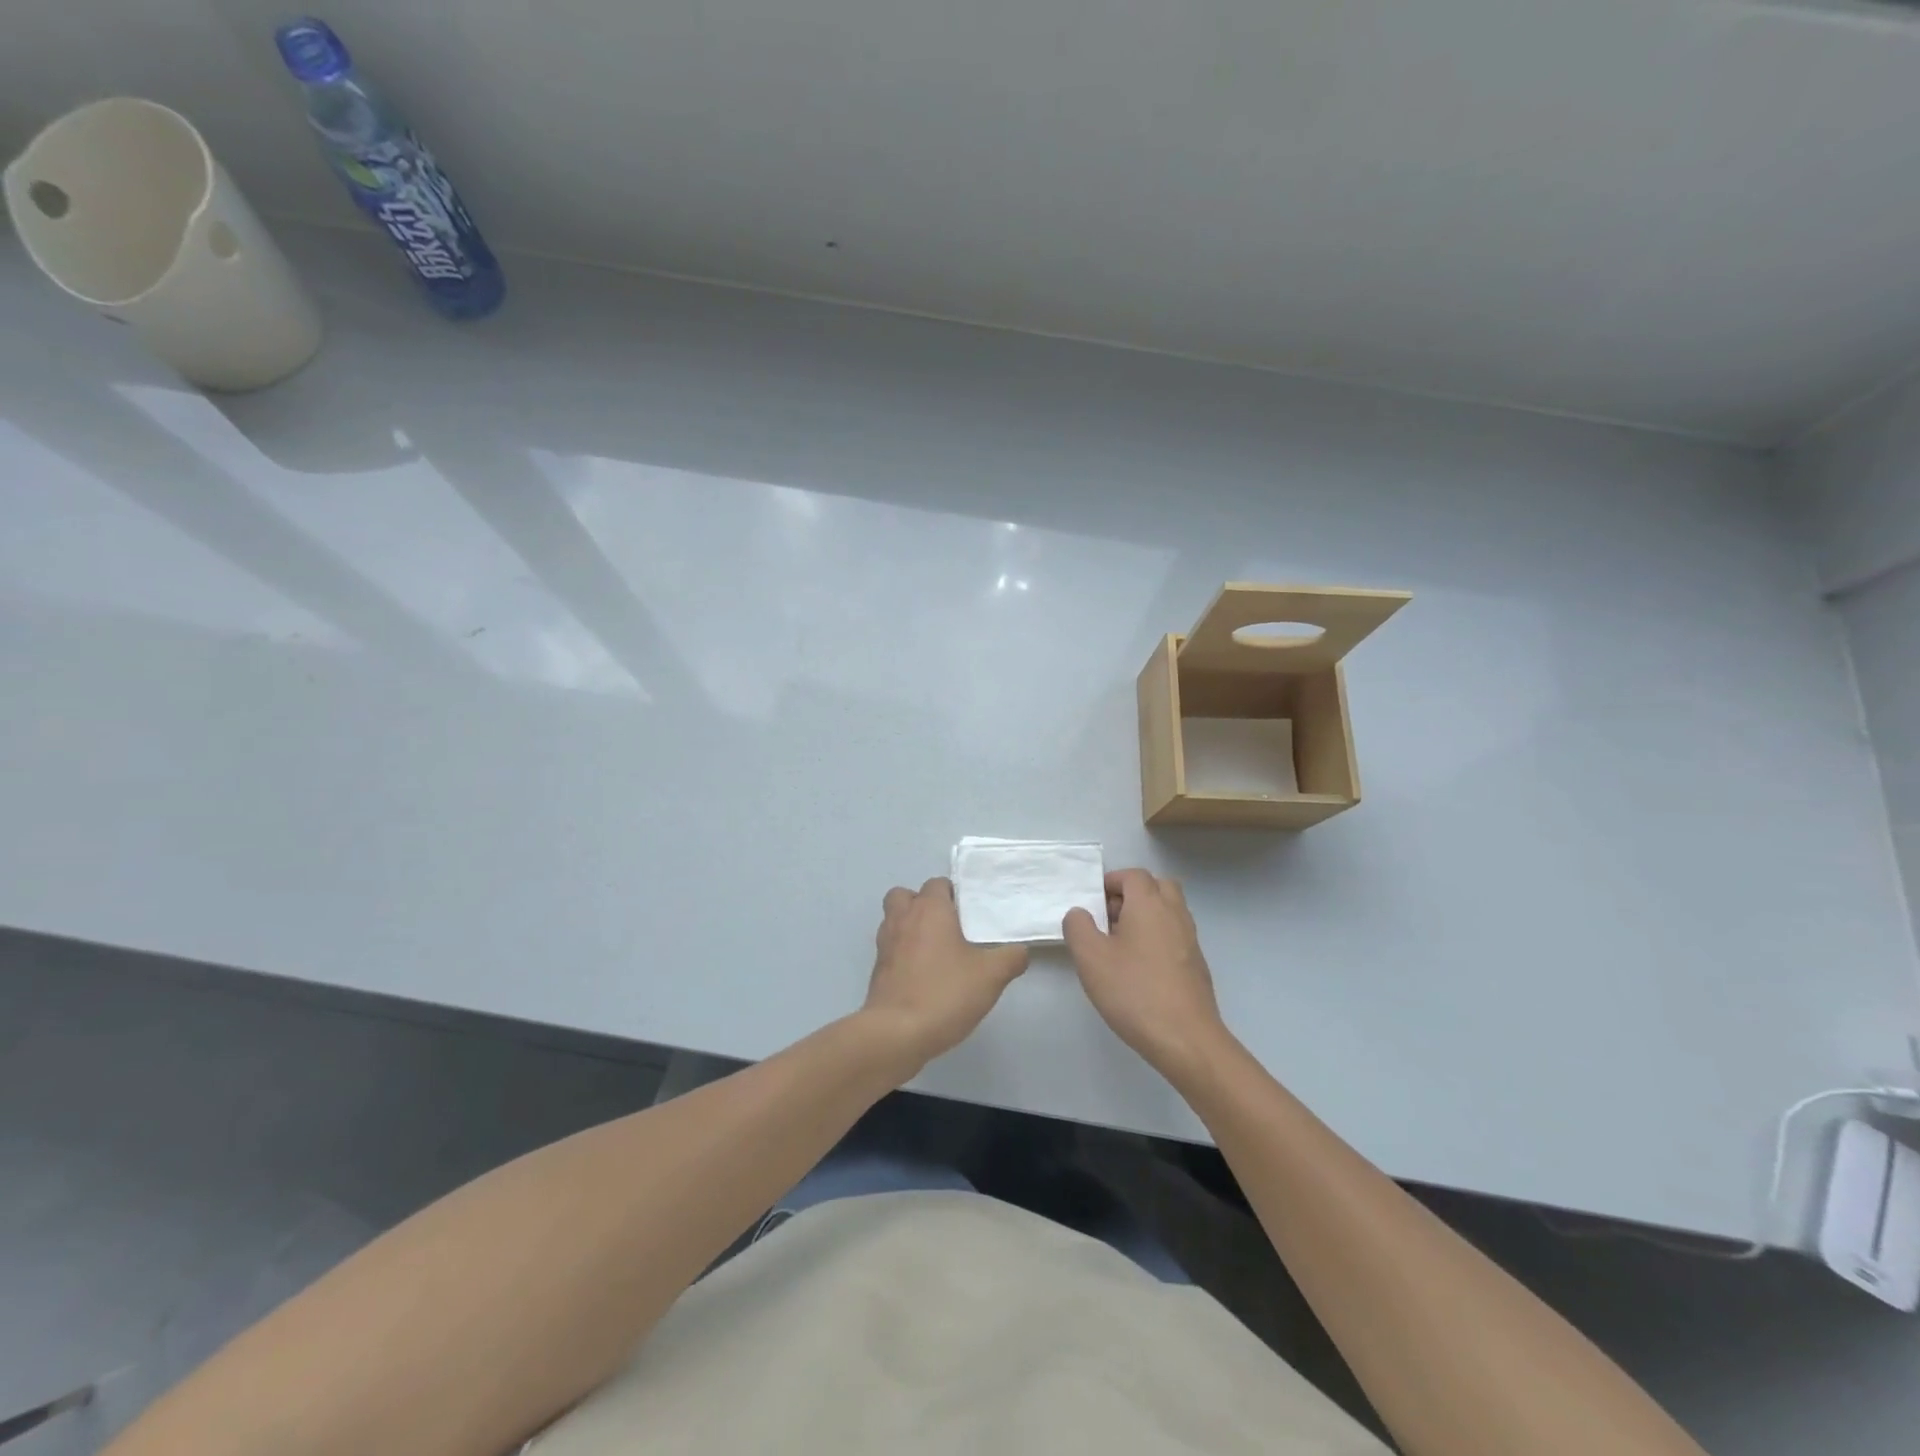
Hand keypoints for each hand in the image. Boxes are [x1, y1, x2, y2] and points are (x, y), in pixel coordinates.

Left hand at [862, 878, 1027, 1072]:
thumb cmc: (945, 993)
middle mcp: (902, 918)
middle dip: (923, 904)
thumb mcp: (991, 976)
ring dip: (910, 927)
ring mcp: (885, 944)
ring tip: (936, 950)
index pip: (937, 884)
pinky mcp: (877, 970)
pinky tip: (923, 974)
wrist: (897, 1033)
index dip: (954, 895)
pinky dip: (903, 953)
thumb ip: (1011, 958)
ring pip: (894, 920)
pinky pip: (891, 948)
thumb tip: (1020, 951)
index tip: (971, 914)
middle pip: (906, 895)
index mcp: (929, 909)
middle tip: (948, 926)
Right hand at [1063, 869, 1228, 1079]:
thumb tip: (1080, 913)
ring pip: (1169, 910)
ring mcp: (1190, 939)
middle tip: (1108, 917)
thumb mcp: (1091, 958)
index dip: (1111, 882)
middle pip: (1157, 886)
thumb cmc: (1134, 992)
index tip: (1092, 902)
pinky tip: (1139, 967)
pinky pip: (1175, 935)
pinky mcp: (1196, 964)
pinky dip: (1157, 937)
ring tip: (1120, 944)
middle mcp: (1174, 914)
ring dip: (1146, 916)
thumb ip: (1078, 927)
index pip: (1133, 875)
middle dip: (1132, 894)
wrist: (1186, 1039)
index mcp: (1149, 904)